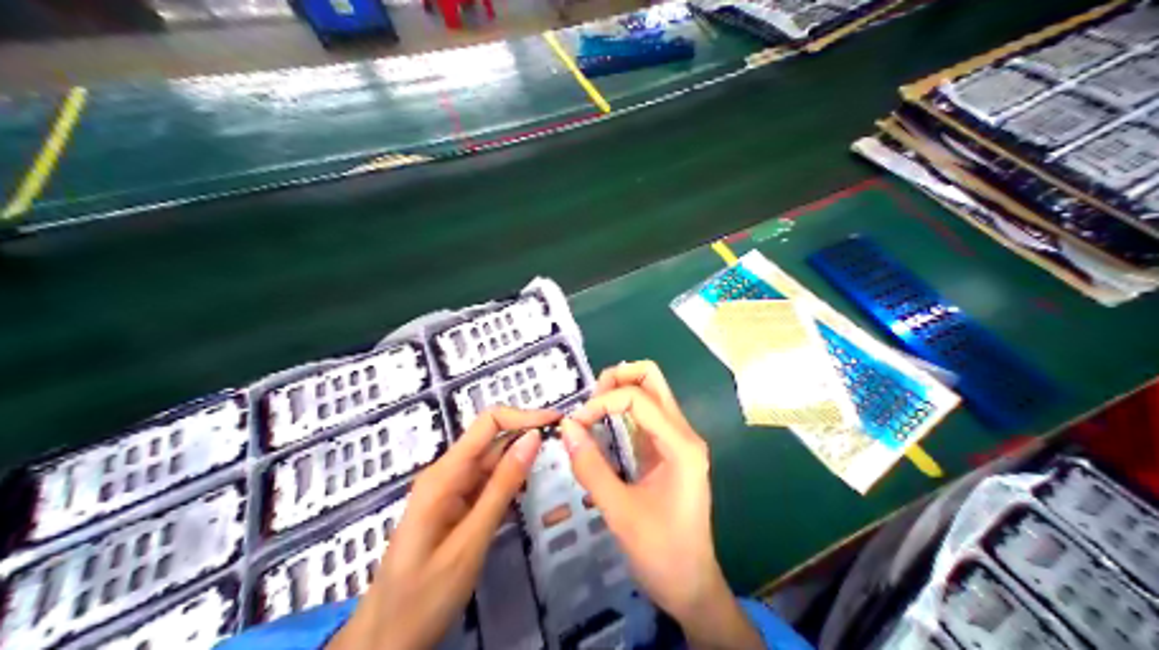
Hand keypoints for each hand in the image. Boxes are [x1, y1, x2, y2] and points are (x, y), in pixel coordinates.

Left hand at [328, 409, 559, 645]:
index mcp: (443, 475)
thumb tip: (533, 438)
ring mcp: (448, 492)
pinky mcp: (453, 509)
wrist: (386, 637)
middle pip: (491, 441)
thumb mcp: (471, 541)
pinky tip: (529, 492)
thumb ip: (502, 487)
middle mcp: (445, 475)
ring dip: (521, 462)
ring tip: (556, 467)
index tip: (559, 422)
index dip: (524, 416)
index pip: (487, 423)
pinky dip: (509, 485)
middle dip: (527, 438)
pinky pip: (485, 486)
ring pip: (490, 464)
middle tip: (567, 448)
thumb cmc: (425, 593)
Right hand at [559, 360, 763, 649]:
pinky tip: (601, 426)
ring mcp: (679, 441)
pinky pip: (646, 416)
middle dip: (617, 380)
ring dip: (619, 392)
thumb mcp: (619, 512)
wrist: (691, 585)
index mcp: (681, 445)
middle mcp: (684, 434)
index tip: (575, 426)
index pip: (639, 398)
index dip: (602, 402)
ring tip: (590, 413)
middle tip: (588, 404)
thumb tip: (566, 427)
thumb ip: (591, 467)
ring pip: (651, 393)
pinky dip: (622, 411)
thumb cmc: (660, 552)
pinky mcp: (670, 452)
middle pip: (652, 379)